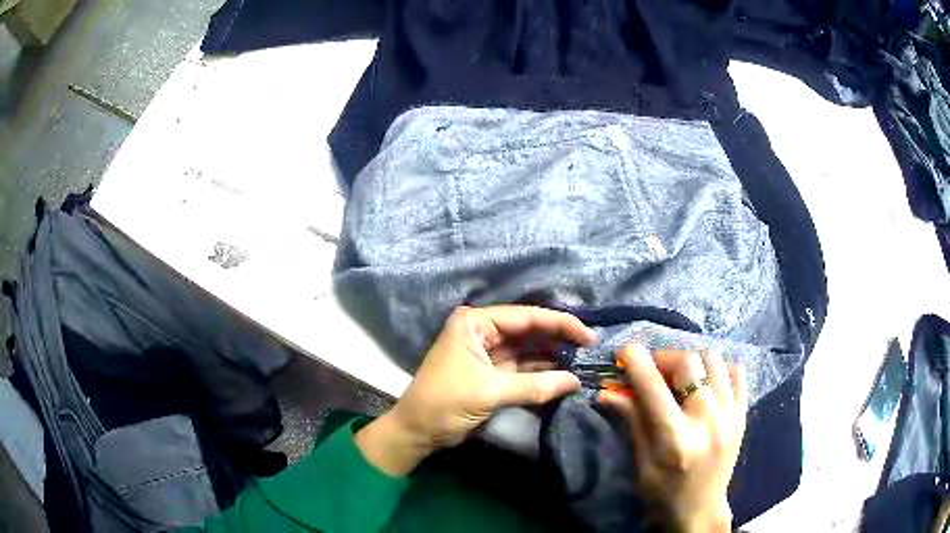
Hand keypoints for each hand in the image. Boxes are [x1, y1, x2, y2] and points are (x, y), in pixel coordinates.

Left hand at [357, 305, 596, 475]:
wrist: (417, 432)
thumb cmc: (444, 403)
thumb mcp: (489, 392)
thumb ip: (535, 386)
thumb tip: (576, 381)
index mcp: (476, 323)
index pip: (526, 317)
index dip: (560, 324)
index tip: (589, 336)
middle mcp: (483, 332)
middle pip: (530, 331)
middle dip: (559, 340)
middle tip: (590, 350)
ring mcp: (488, 353)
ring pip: (528, 351)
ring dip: (553, 358)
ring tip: (583, 364)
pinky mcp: (492, 374)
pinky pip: (523, 369)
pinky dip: (542, 375)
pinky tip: (564, 378)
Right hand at [600, 345, 747, 532]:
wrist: (700, 511)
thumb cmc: (663, 494)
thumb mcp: (642, 462)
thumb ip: (632, 420)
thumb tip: (608, 391)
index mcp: (676, 439)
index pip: (654, 389)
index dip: (638, 363)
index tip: (626, 351)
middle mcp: (707, 421)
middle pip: (689, 363)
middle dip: (665, 360)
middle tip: (654, 372)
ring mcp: (730, 415)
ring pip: (714, 360)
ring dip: (692, 362)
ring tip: (681, 378)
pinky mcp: (742, 415)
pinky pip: (736, 373)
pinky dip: (719, 369)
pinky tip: (707, 383)